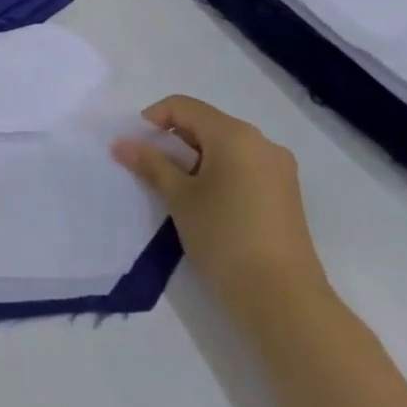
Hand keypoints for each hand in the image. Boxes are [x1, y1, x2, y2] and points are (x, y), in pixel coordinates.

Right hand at [112, 95, 327, 326]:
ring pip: (224, 147)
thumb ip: (150, 163)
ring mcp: (278, 170)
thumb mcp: (178, 196)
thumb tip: (122, 143)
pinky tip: (205, 203)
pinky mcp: (285, 195)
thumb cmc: (224, 236)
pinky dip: (217, 174)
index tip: (135, 147)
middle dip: (173, 141)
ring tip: (176, 190)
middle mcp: (261, 143)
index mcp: (235, 135)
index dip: (153, 120)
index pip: (183, 107)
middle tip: (150, 169)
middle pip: (205, 124)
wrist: (282, 299)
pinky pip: (242, 167)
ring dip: (194, 159)